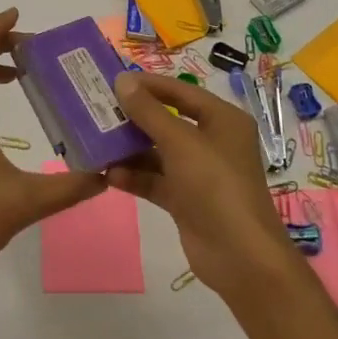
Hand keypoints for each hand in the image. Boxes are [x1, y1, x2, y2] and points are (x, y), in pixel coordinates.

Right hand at [108, 72, 298, 302]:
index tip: (114, 80)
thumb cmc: (215, 186)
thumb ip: (149, 112)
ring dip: (131, 149)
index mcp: (223, 120)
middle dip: (135, 118)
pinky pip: (157, 180)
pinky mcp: (187, 200)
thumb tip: (122, 80)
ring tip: (97, 141)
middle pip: (168, 121)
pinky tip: (109, 174)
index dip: (149, 85)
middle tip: (99, 110)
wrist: (240, 258)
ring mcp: (200, 173)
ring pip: (159, 152)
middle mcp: (213, 141)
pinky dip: (136, 176)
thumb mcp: (180, 143)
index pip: (181, 92)